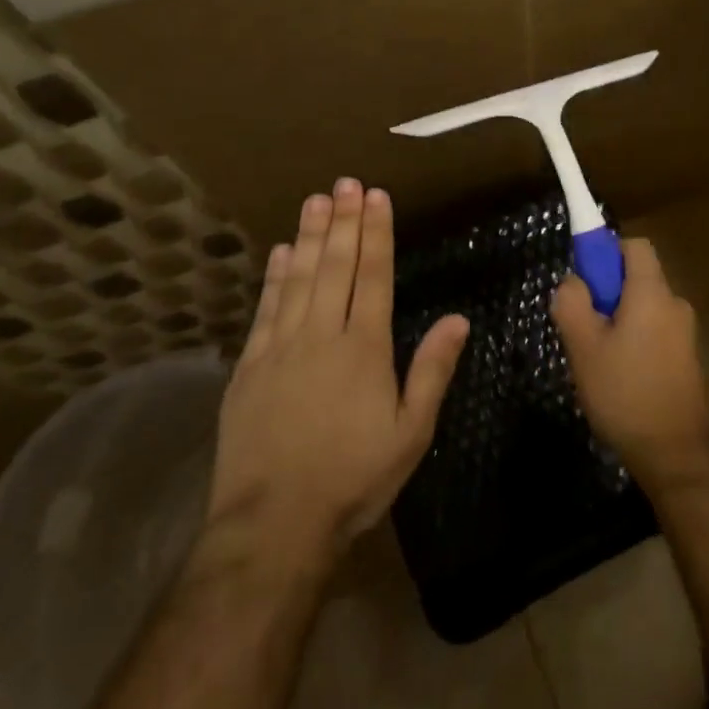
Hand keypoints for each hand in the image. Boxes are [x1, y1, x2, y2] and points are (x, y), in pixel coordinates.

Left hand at [194, 180, 468, 578]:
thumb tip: (459, 319)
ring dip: (309, 236)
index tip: (376, 196)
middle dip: (343, 220)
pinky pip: (265, 309)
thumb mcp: (410, 433)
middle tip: (346, 182)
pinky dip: (275, 276)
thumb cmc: (353, 479)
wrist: (272, 526)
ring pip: (298, 278)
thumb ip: (433, 371)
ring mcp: (280, 348)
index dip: (376, 232)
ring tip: (316, 199)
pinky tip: (281, 252)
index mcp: (364, 348)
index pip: (372, 275)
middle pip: (335, 266)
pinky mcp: (249, 367)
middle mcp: (321, 335)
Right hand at [550, 237, 708, 486]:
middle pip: (639, 279)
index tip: (587, 282)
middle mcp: (675, 305)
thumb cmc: (625, 393)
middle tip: (584, 331)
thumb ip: (572, 303)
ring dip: (621, 323)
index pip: (635, 246)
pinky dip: (637, 344)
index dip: (607, 253)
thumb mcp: (584, 347)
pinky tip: (622, 381)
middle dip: (609, 295)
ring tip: (600, 363)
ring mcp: (687, 335)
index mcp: (652, 293)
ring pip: (645, 310)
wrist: (675, 455)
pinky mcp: (689, 361)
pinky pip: (656, 335)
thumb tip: (574, 281)